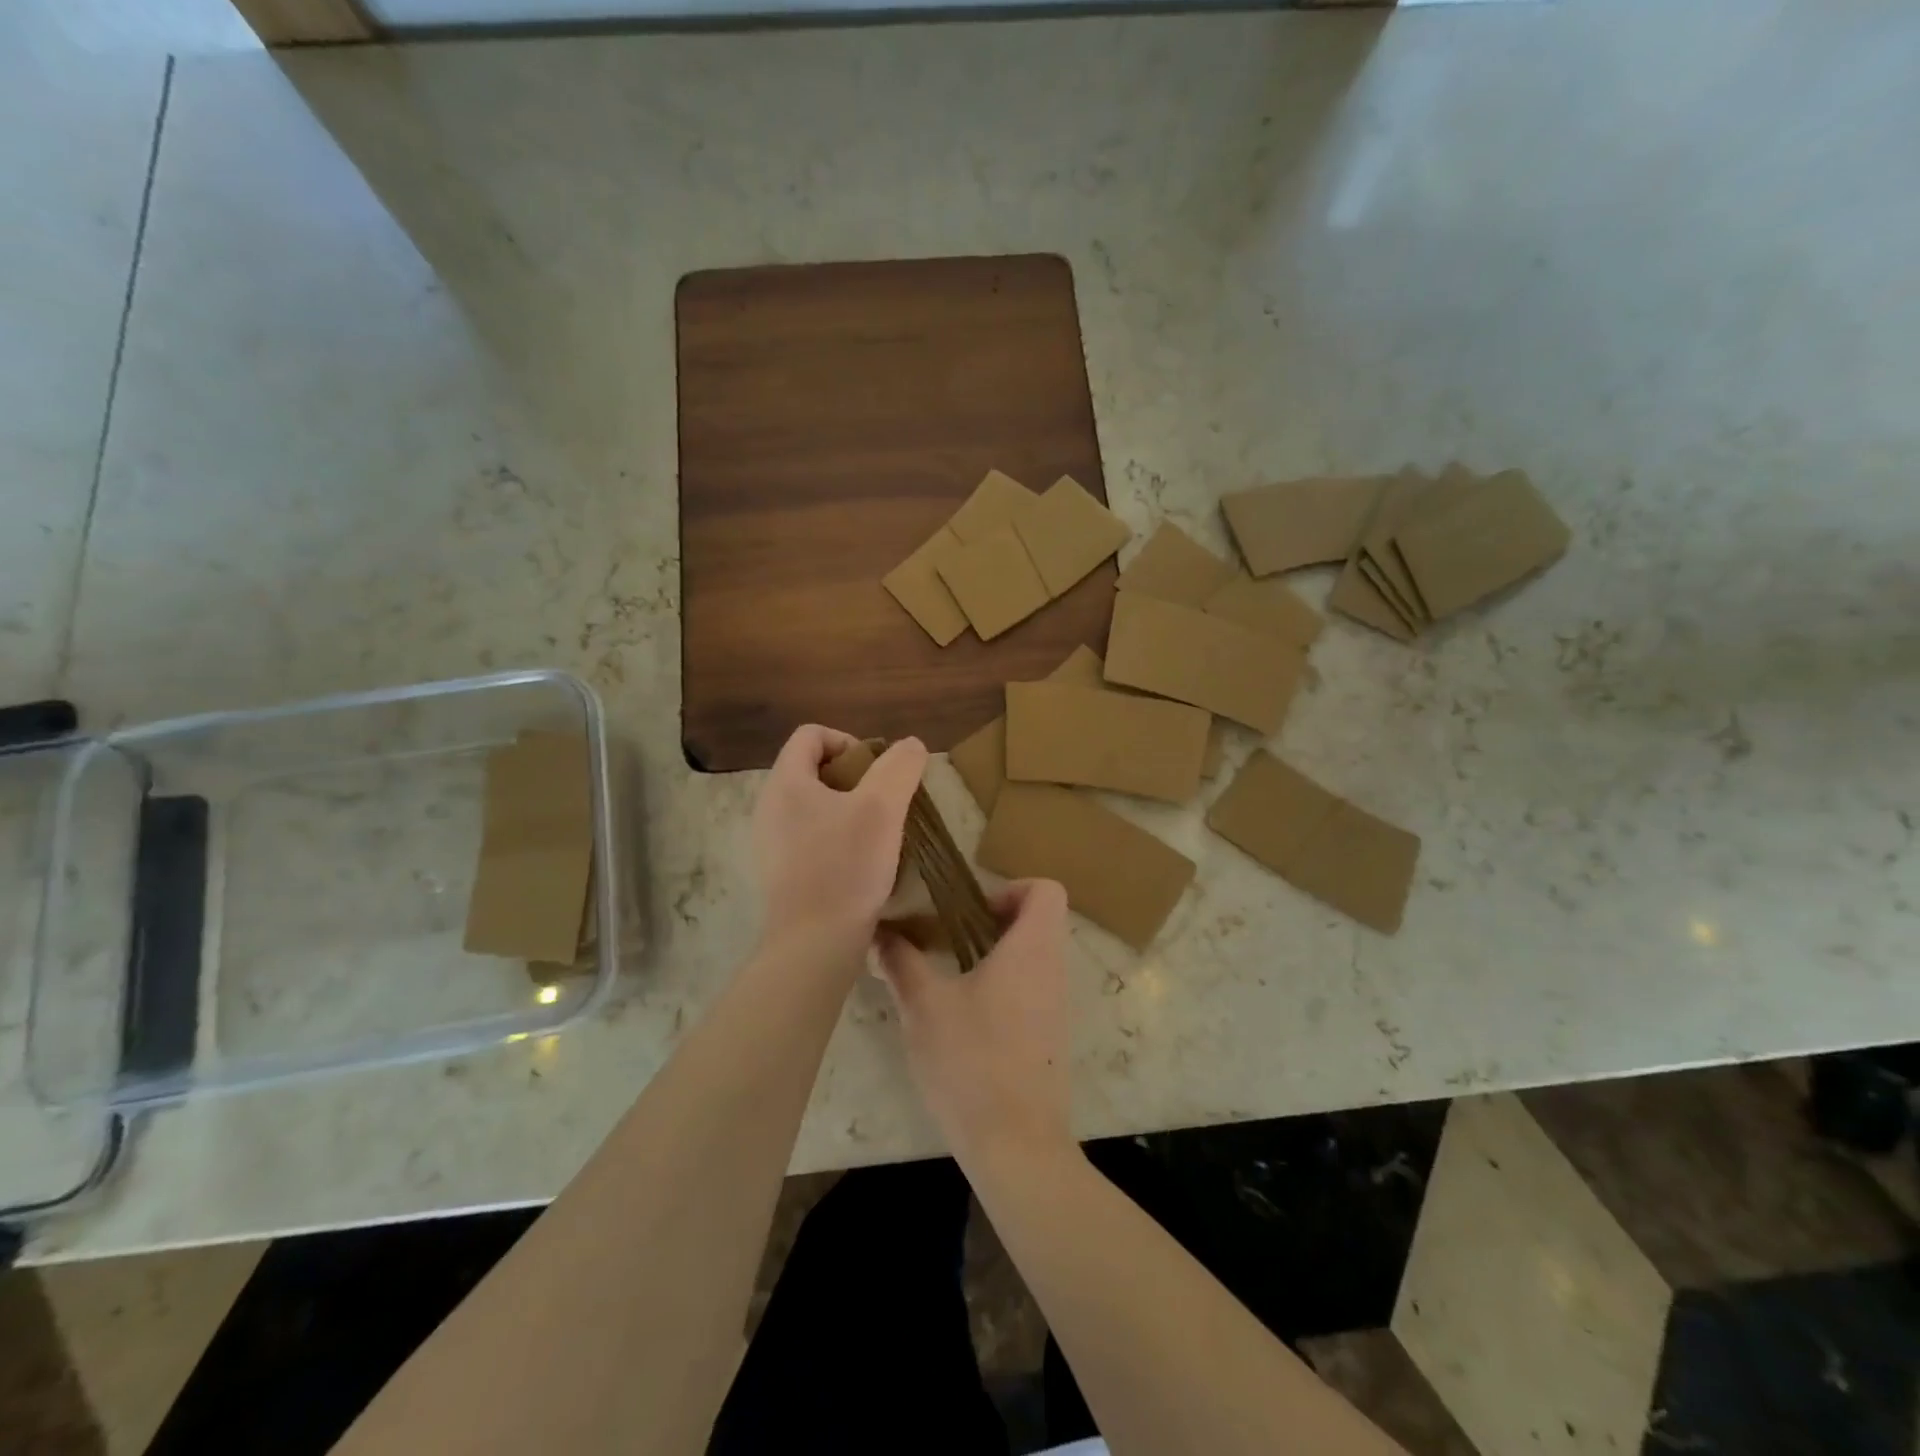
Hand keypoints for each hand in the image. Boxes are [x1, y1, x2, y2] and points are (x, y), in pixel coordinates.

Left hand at [751, 725, 928, 964]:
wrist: (815, 945)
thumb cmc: (846, 867)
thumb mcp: (882, 808)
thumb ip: (899, 768)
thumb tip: (910, 744)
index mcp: (785, 783)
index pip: (811, 735)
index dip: (848, 741)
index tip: (877, 771)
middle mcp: (769, 807)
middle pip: (811, 768)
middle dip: (853, 777)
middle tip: (883, 801)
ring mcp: (770, 842)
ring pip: (813, 805)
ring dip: (847, 808)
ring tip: (877, 832)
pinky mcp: (780, 872)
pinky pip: (810, 835)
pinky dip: (836, 836)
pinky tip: (861, 861)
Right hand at [877, 880, 1073, 1168]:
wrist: (1017, 1145)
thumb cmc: (972, 1061)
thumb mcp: (923, 1006)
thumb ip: (901, 961)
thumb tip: (880, 933)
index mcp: (1032, 949)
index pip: (1047, 890)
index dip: (1011, 889)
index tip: (970, 911)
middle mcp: (1054, 970)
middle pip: (1038, 922)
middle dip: (993, 921)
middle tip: (948, 937)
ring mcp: (1057, 1006)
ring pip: (1034, 958)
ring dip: (995, 955)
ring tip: (948, 974)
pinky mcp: (1050, 1038)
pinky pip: (1033, 990)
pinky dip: (1003, 987)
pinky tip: (963, 1017)